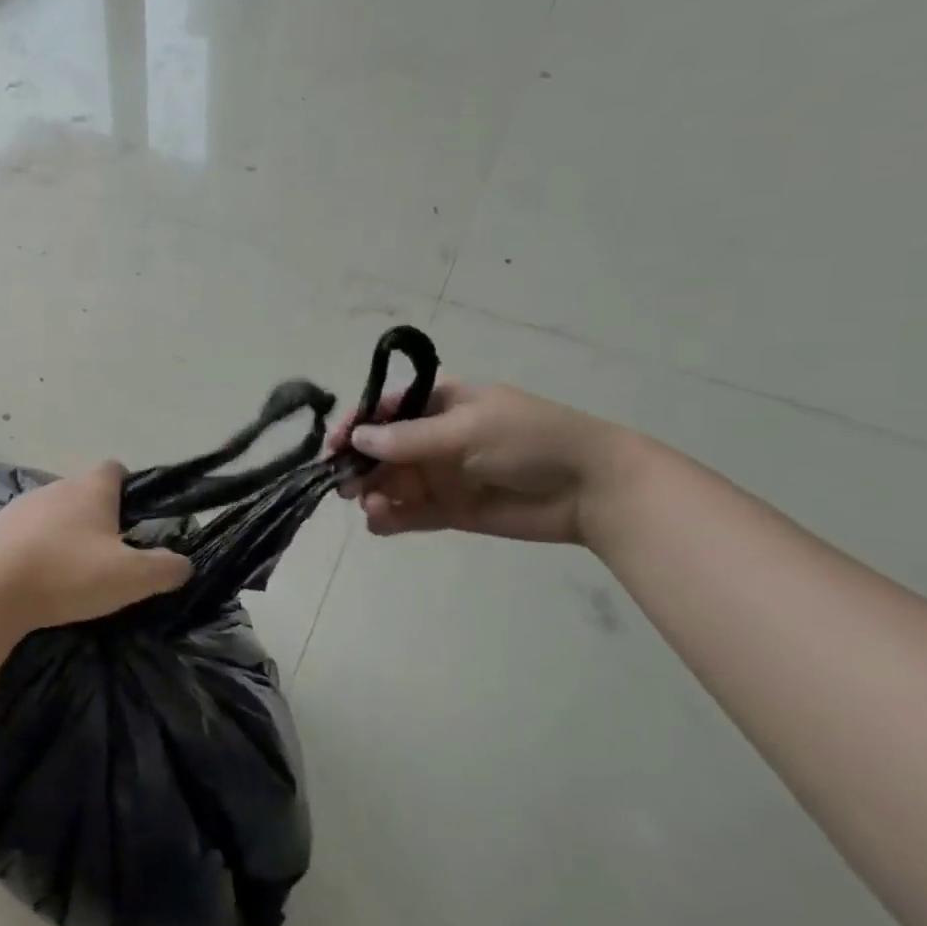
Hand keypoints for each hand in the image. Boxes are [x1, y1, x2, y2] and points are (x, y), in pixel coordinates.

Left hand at [0, 462, 191, 631]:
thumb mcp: (131, 578)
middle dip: (96, 516)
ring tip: (71, 570)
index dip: (128, 487)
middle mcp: (54, 487)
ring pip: (51, 513)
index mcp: (90, 489)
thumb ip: (164, 568)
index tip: (134, 516)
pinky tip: (37, 578)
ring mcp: (19, 507)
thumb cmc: (67, 573)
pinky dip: (34, 549)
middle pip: (82, 492)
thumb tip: (183, 564)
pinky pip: (23, 533)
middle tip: (109, 553)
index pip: (114, 468)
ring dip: (63, 533)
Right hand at [329, 381, 643, 544]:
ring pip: (389, 482)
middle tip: (344, 484)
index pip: (385, 409)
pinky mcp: (448, 510)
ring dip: (372, 492)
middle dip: (359, 464)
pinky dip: (388, 518)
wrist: (592, 491)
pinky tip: (380, 522)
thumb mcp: (467, 430)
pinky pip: (407, 512)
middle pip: (380, 449)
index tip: (334, 445)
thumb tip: (357, 439)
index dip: (357, 424)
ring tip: (371, 505)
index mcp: (440, 403)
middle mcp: (433, 437)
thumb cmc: (531, 441)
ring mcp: (439, 475)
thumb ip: (409, 439)